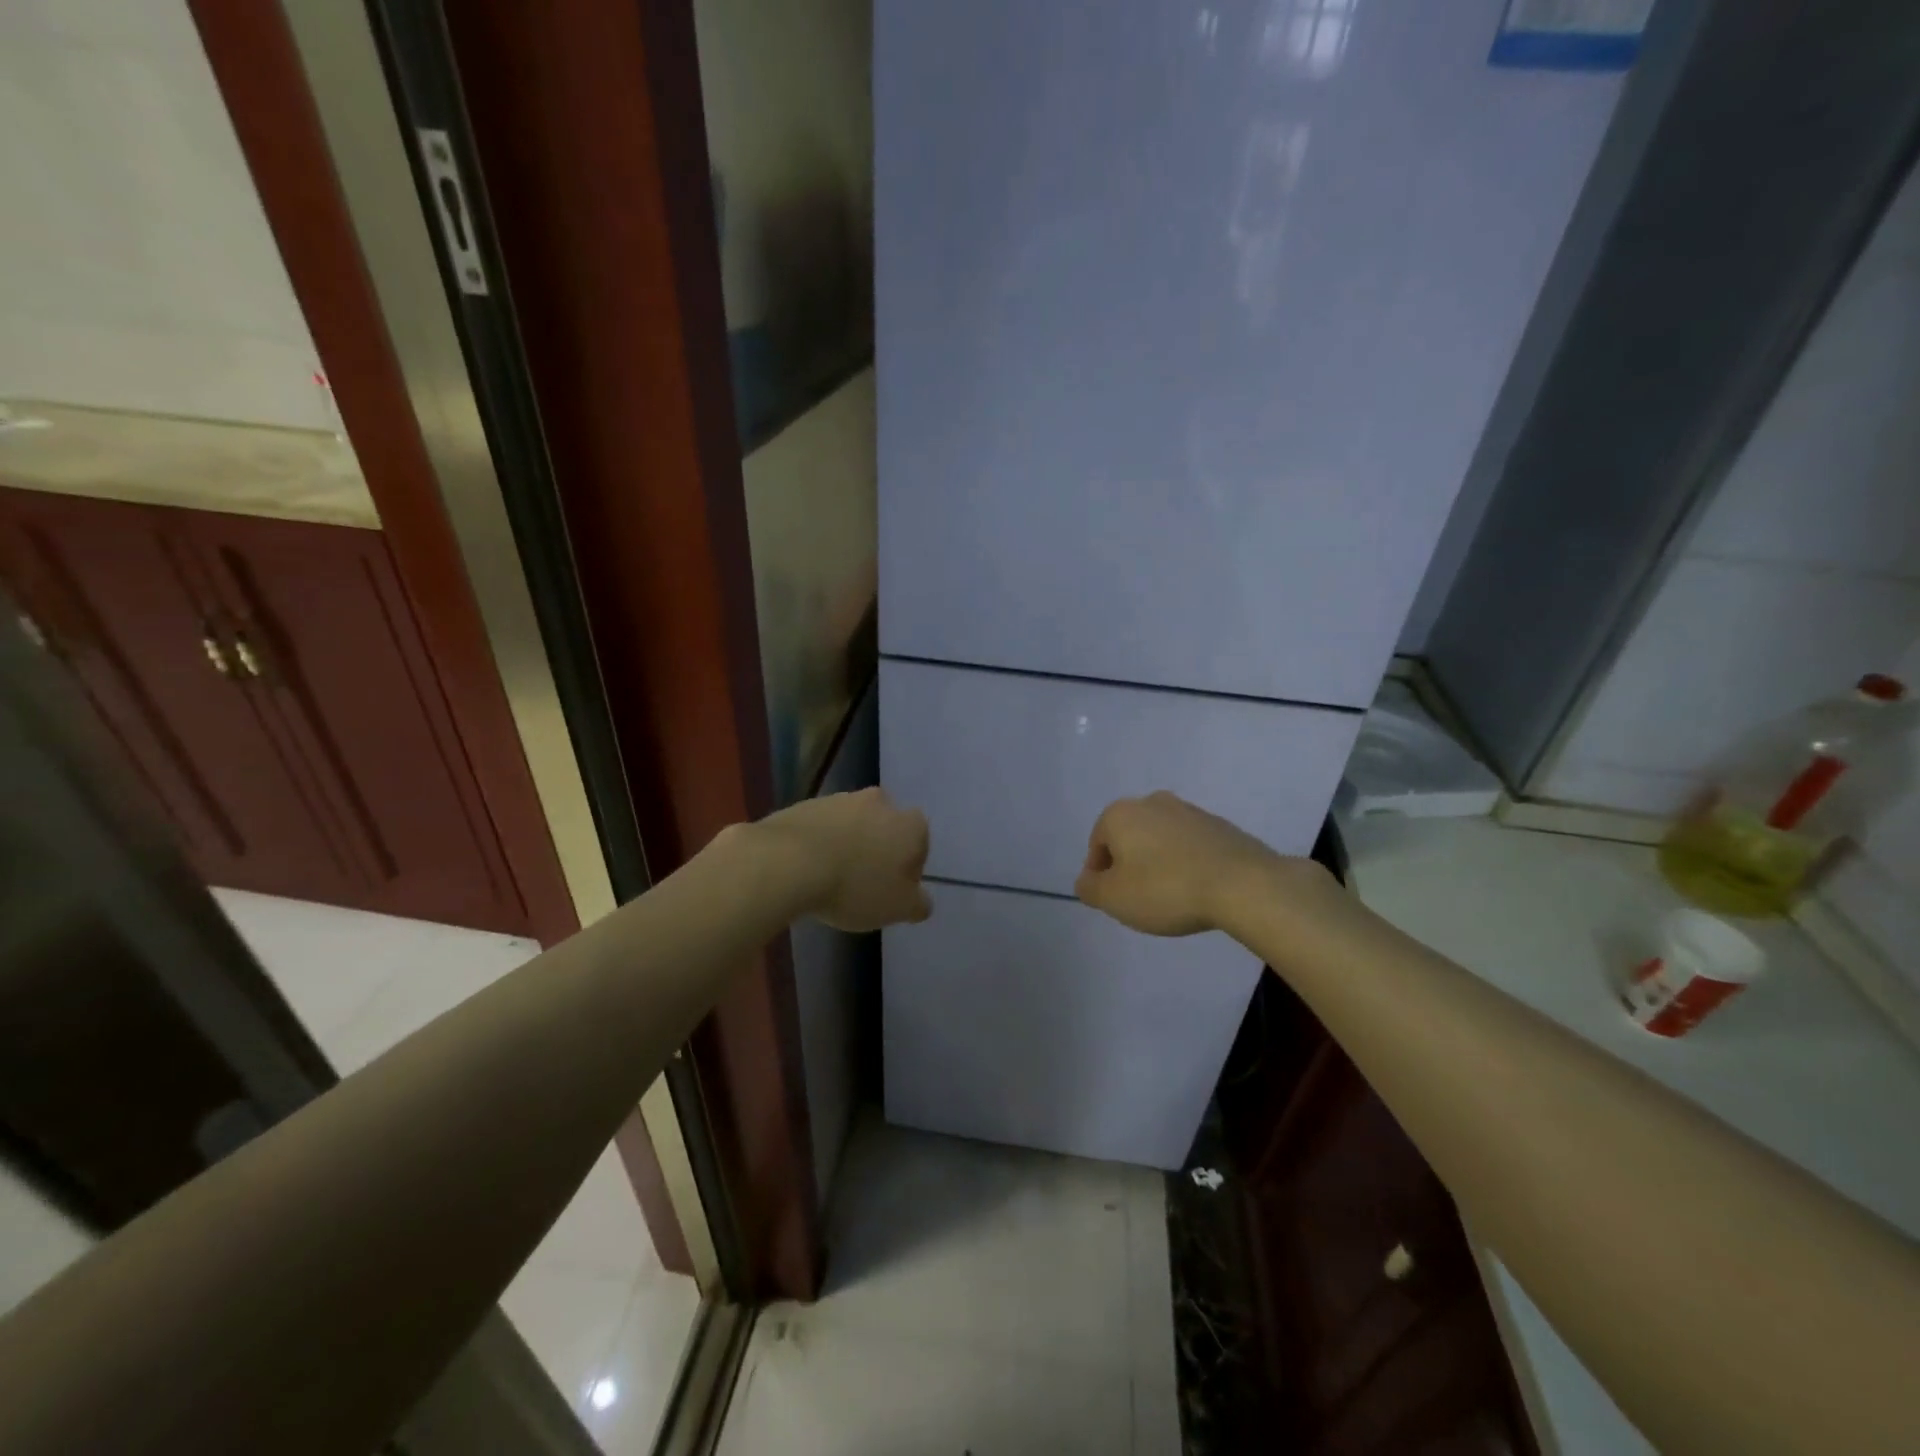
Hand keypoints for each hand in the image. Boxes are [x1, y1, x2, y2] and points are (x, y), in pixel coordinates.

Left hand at [759, 788, 932, 931]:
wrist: (788, 862)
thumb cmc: (855, 887)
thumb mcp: (898, 908)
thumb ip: (918, 904)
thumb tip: (922, 900)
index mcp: (909, 824)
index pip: (920, 843)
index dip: (909, 869)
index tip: (891, 891)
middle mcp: (880, 802)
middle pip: (885, 828)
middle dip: (877, 850)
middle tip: (862, 884)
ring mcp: (840, 799)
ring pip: (852, 825)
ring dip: (847, 845)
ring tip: (830, 879)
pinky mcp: (805, 804)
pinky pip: (820, 827)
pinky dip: (818, 843)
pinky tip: (806, 869)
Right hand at [1075, 791, 1288, 936]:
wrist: (1243, 884)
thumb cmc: (1166, 889)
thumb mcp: (1114, 898)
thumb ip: (1090, 889)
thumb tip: (1087, 880)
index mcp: (1120, 814)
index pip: (1096, 845)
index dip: (1100, 876)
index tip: (1114, 901)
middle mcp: (1152, 802)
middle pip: (1129, 838)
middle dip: (1130, 866)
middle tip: (1140, 900)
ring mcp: (1190, 810)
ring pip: (1161, 840)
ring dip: (1159, 864)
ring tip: (1172, 897)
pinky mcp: (1220, 825)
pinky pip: (1191, 846)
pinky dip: (1187, 864)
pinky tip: (1197, 890)